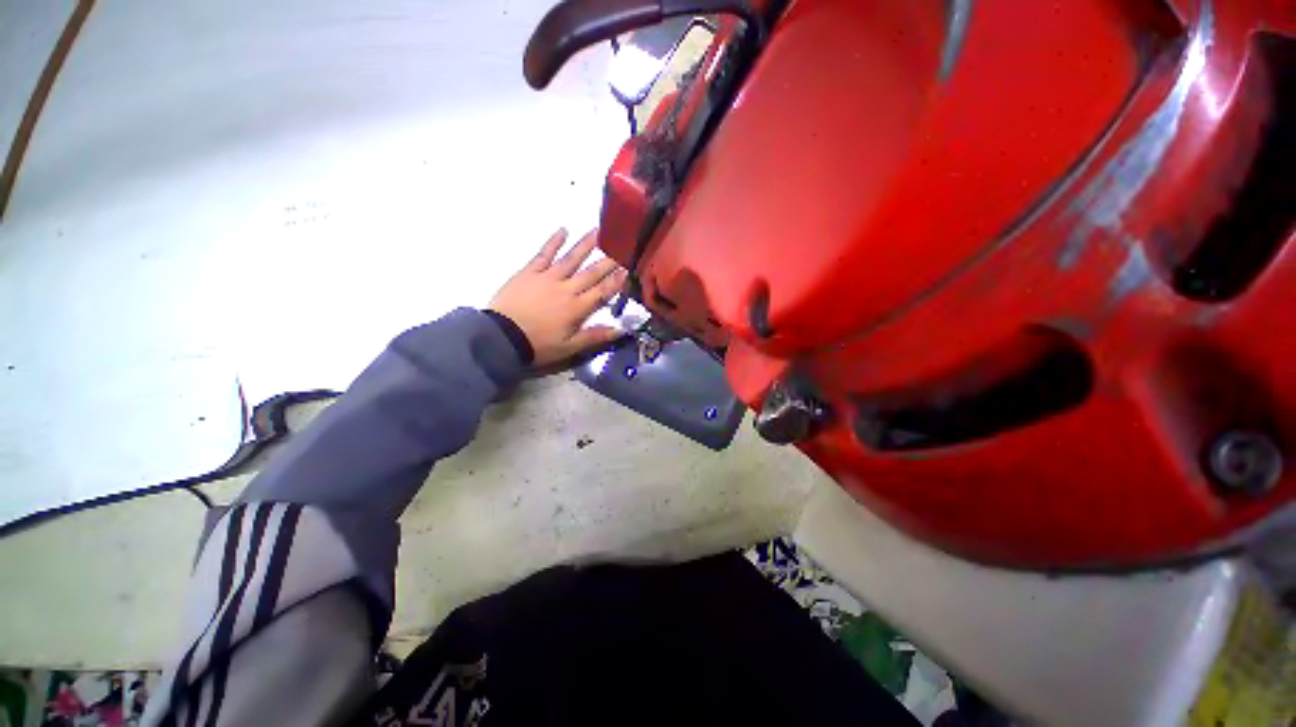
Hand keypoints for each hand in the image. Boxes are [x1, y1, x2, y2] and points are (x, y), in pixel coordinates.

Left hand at [489, 228, 627, 365]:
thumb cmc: (538, 345)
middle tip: (622, 247)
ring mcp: (547, 277)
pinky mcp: (530, 272)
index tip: (629, 269)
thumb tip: (621, 330)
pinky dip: (554, 241)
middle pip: (591, 272)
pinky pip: (544, 254)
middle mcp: (566, 289)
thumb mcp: (569, 348)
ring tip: (599, 231)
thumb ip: (595, 337)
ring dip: (586, 244)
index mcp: (577, 308)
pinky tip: (563, 230)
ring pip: (571, 258)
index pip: (602, 291)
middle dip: (608, 260)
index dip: (617, 281)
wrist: (501, 337)